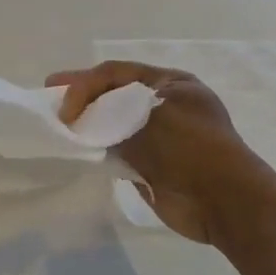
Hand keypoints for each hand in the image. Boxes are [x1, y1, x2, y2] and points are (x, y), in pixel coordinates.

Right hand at [45, 61, 271, 245]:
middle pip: (113, 96)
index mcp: (171, 84)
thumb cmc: (191, 148)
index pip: (117, 73)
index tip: (59, 97)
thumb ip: (111, 113)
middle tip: (50, 100)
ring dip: (88, 125)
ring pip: (113, 124)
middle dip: (82, 99)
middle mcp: (164, 106)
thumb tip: (84, 121)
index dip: (84, 82)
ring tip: (58, 127)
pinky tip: (78, 151)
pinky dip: (98, 150)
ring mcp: (159, 137)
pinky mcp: (152, 166)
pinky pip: (118, 152)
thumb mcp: (148, 116)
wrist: (225, 202)